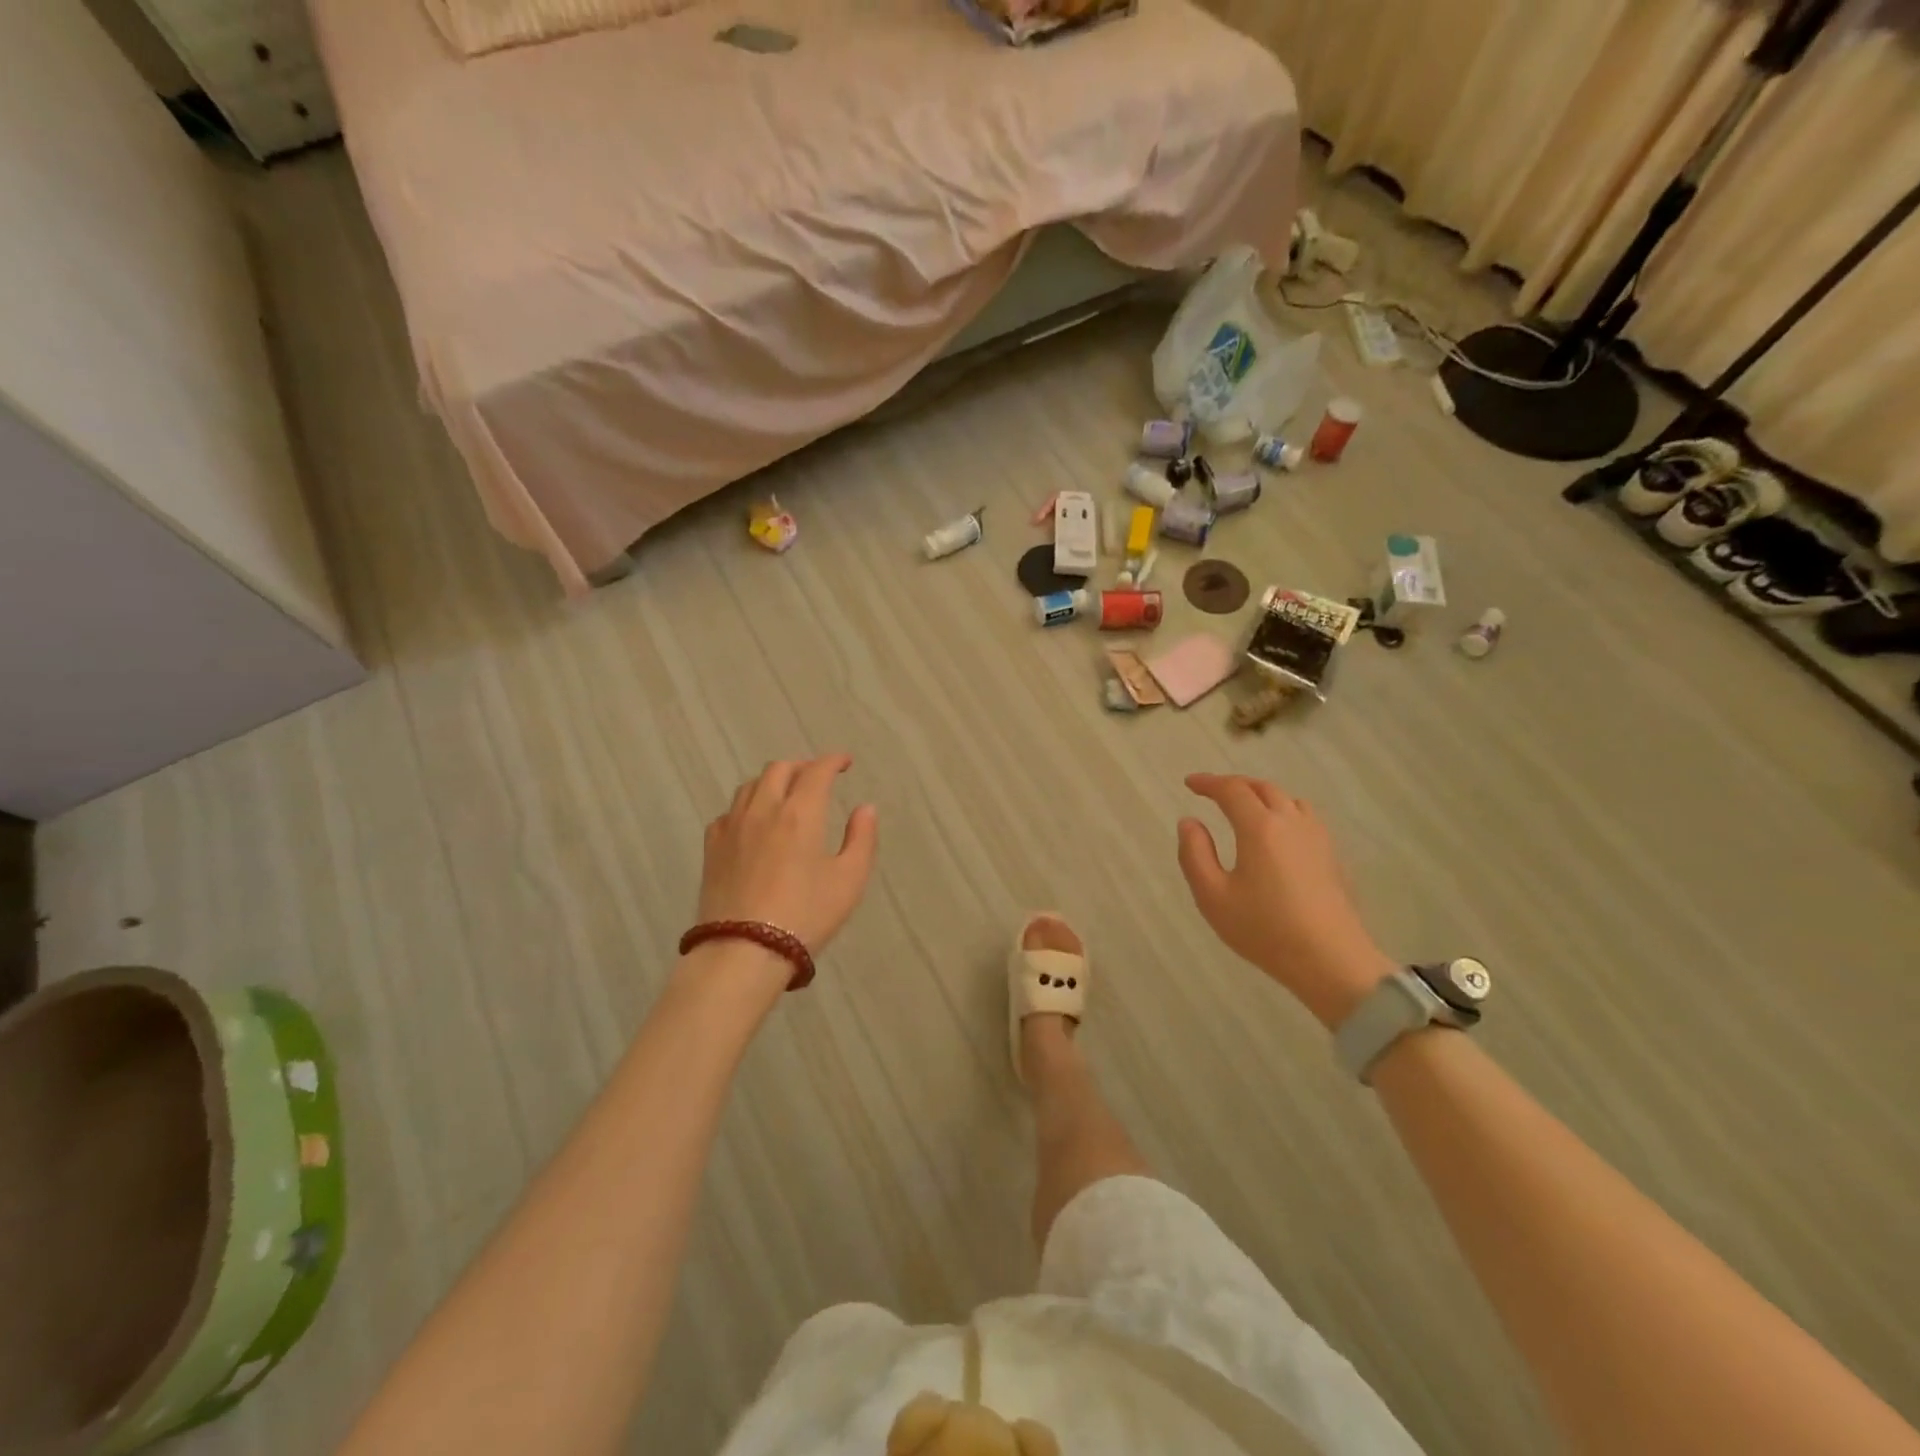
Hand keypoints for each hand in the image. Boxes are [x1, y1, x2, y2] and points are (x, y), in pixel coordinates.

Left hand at [697, 754, 878, 952]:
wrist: (744, 951)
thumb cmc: (806, 915)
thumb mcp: (849, 880)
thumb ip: (861, 839)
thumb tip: (865, 808)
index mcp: (800, 813)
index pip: (816, 771)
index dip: (833, 760)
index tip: (845, 762)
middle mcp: (763, 809)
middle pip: (779, 769)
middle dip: (801, 767)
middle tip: (817, 778)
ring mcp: (732, 827)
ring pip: (750, 786)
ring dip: (772, 782)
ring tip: (785, 796)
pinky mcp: (712, 848)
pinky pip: (729, 812)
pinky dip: (746, 807)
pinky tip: (753, 824)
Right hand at [1176, 773, 1392, 1028]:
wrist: (1331, 960)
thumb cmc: (1264, 929)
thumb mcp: (1212, 896)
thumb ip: (1195, 854)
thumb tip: (1189, 822)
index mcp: (1260, 827)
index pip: (1232, 790)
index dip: (1208, 782)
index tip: (1189, 783)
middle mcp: (1291, 822)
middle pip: (1263, 788)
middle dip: (1235, 784)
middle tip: (1213, 792)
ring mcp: (1317, 838)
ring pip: (1289, 800)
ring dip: (1263, 795)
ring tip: (1246, 808)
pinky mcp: (1333, 856)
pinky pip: (1306, 818)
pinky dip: (1284, 811)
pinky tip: (1279, 833)